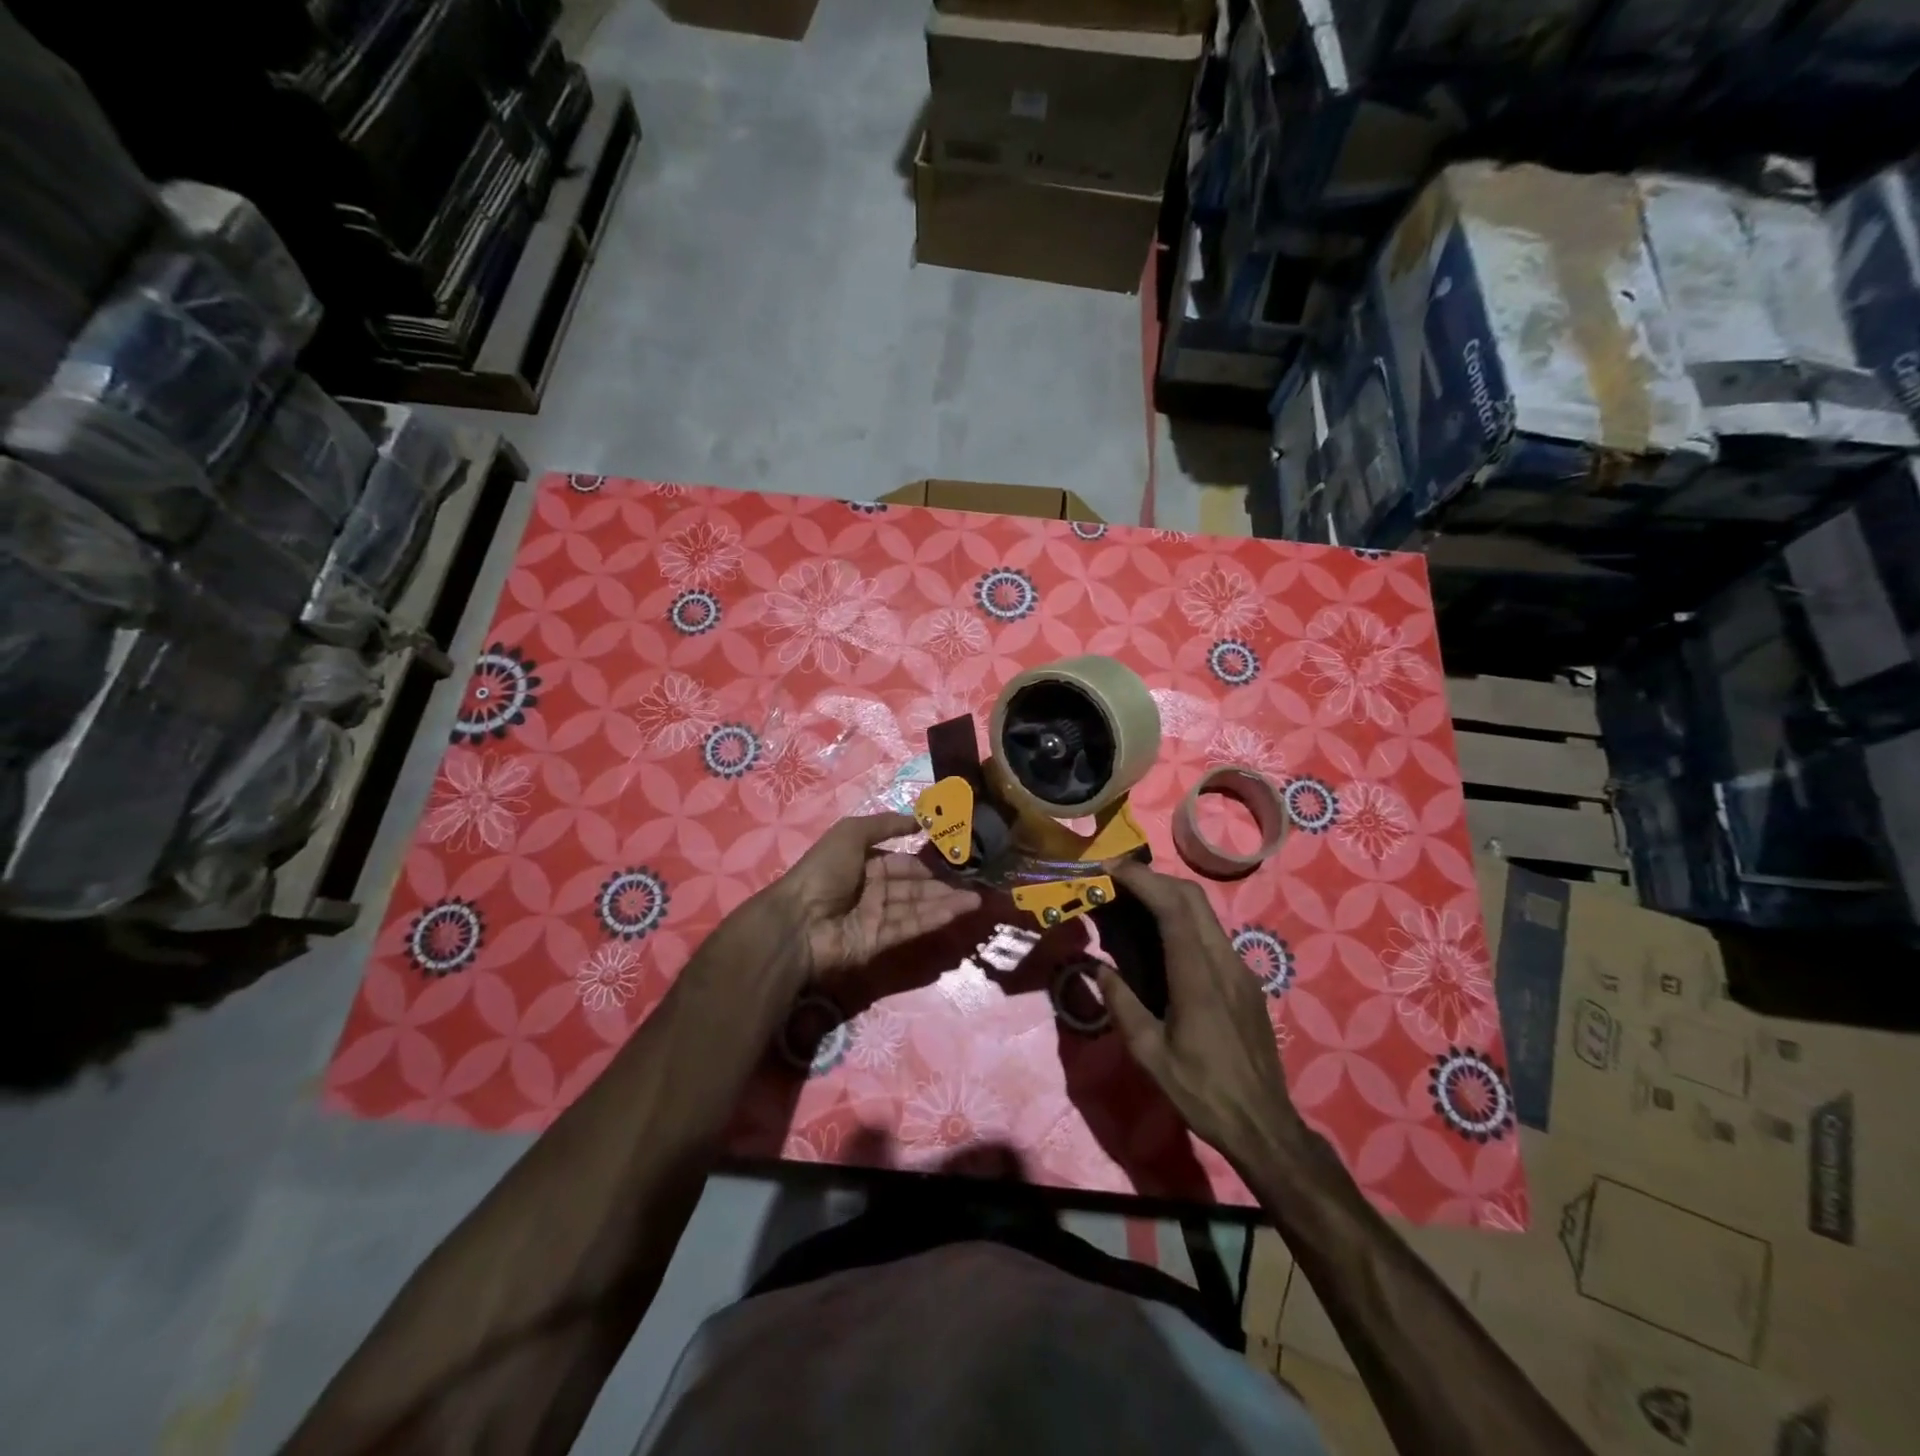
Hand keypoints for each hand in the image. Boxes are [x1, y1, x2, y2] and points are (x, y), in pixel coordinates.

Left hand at [771, 813, 981, 978]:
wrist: (798, 920)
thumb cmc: (823, 870)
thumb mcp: (852, 833)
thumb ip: (886, 824)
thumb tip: (920, 819)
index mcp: (864, 864)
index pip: (902, 862)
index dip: (926, 861)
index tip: (954, 859)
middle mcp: (872, 890)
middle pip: (914, 887)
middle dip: (943, 885)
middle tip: (975, 883)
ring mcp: (876, 917)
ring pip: (917, 908)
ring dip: (946, 903)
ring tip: (976, 900)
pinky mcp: (879, 942)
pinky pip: (910, 927)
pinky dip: (933, 919)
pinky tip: (956, 912)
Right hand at [1097, 860, 1305, 1175]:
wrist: (1264, 1125)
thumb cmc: (1202, 1092)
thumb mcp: (1149, 1055)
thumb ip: (1121, 1005)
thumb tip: (1097, 969)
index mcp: (1198, 978)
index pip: (1173, 908)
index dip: (1142, 880)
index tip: (1111, 870)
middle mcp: (1224, 962)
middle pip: (1192, 897)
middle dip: (1153, 878)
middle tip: (1117, 881)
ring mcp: (1241, 969)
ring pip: (1205, 912)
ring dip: (1169, 896)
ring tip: (1134, 903)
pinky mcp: (1246, 980)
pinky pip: (1212, 934)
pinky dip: (1183, 919)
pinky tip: (1162, 939)